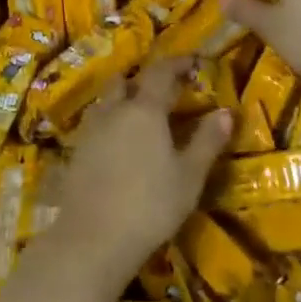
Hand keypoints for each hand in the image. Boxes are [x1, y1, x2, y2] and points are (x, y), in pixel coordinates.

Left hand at [51, 56, 231, 291]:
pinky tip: (118, 144)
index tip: (192, 62)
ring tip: (140, 116)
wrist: (92, 239)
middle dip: (144, 80)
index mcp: (144, 109)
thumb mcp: (189, 176)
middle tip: (165, 91)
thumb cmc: (150, 205)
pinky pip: (95, 124)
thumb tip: (225, 111)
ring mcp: (90, 131)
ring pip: (107, 102)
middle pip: (126, 81)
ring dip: (123, 100)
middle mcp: (114, 110)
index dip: (177, 63)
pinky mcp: (75, 152)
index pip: (161, 72)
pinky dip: (109, 123)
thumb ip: (207, 140)